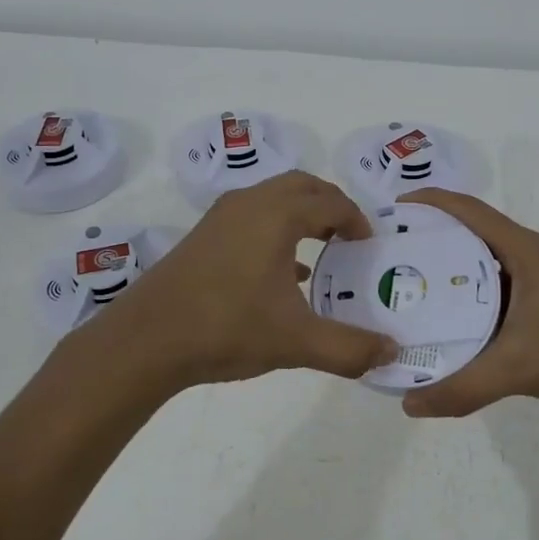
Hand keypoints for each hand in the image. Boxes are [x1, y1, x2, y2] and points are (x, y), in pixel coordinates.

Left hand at [79, 171, 397, 391]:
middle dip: (331, 205)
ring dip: (301, 216)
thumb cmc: (227, 328)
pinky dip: (276, 230)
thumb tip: (391, 352)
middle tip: (350, 237)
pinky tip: (283, 274)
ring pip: (273, 199)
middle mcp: (250, 203)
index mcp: (277, 214)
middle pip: (302, 187)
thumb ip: (349, 347)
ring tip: (322, 250)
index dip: (357, 221)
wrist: (147, 339)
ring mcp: (222, 217)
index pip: (331, 203)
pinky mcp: (203, 236)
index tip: (370, 246)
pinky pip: (252, 217)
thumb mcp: (296, 341)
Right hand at [396, 189, 538, 426]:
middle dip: (430, 239)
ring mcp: (536, 283)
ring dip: (447, 272)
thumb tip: (408, 403)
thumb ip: (463, 386)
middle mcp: (528, 257)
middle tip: (389, 254)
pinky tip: (443, 322)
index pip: (469, 211)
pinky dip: (465, 300)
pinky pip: (492, 293)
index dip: (430, 203)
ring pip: (480, 266)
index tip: (391, 211)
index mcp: (524, 251)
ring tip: (406, 286)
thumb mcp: (519, 368)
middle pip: (470, 235)